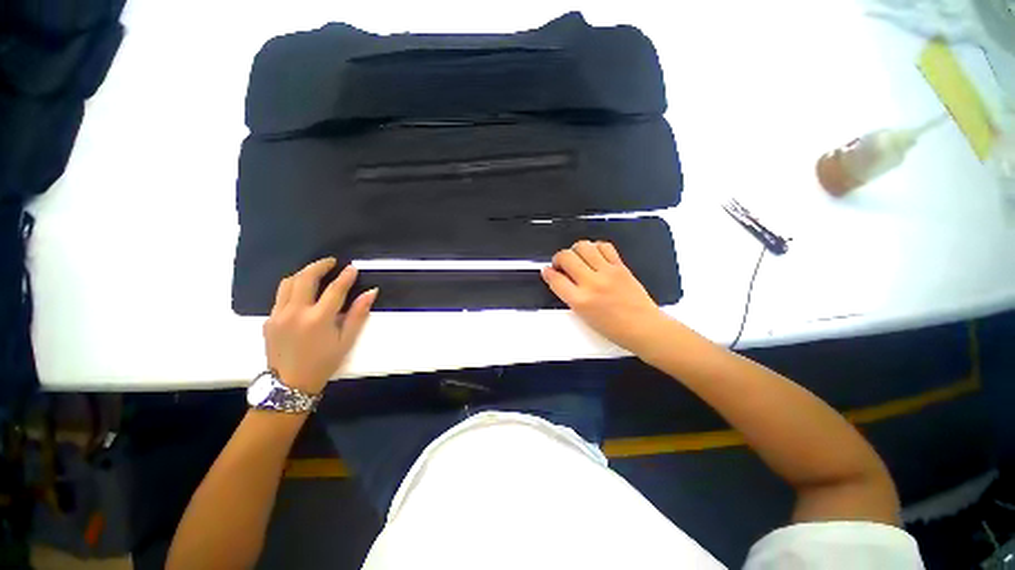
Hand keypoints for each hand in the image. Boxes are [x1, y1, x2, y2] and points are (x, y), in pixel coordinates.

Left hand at [263, 258, 376, 393]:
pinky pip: (280, 296)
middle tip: (331, 262)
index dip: (346, 276)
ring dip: (303, 273)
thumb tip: (371, 292)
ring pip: (288, 283)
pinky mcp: (268, 320)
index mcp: (318, 319)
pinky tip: (303, 293)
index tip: (353, 268)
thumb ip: (358, 314)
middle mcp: (295, 312)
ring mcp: (278, 315)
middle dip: (319, 265)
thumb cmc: (324, 362)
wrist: (290, 384)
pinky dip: (293, 288)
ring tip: (316, 273)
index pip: (335, 289)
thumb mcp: (346, 340)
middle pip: (305, 278)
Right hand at [541, 241, 668, 351]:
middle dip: (558, 258)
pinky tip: (594, 255)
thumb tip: (560, 279)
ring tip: (577, 257)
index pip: (556, 279)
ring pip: (583, 246)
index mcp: (580, 301)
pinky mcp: (620, 266)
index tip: (547, 270)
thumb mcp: (584, 316)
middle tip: (561, 264)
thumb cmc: (612, 328)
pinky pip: (604, 246)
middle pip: (566, 257)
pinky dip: (595, 247)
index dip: (547, 272)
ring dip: (575, 249)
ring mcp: (607, 272)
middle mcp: (592, 283)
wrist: (643, 327)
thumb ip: (569, 296)